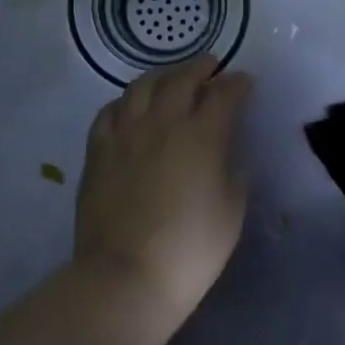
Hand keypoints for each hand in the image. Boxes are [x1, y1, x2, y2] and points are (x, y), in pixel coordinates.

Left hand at [75, 57, 253, 329]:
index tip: (246, 82)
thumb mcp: (232, 211)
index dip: (239, 83)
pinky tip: (131, 108)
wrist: (126, 278)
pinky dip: (126, 101)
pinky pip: (110, 112)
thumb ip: (234, 174)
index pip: (225, 93)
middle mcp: (163, 123)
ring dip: (163, 76)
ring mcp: (125, 134)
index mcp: (203, 135)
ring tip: (172, 79)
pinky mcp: (97, 152)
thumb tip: (228, 157)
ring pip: (142, 86)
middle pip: (182, 78)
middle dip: (201, 67)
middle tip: (212, 67)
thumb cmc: (191, 249)